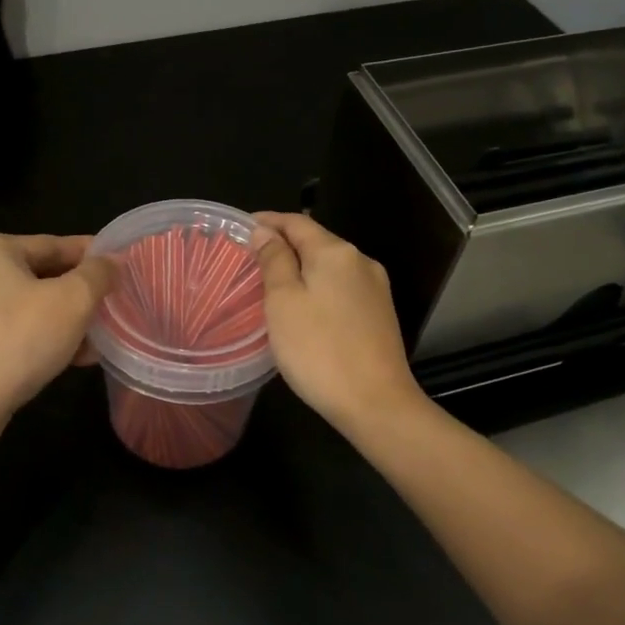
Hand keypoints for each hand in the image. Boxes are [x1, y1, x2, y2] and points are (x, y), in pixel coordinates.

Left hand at [0, 233, 116, 427]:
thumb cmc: (18, 341)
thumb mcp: (73, 302)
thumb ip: (98, 274)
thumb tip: (111, 261)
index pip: (51, 244)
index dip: (91, 256)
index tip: (118, 267)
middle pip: (35, 275)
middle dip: (75, 296)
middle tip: (108, 309)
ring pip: (21, 304)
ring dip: (58, 320)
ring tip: (93, 341)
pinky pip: (2, 327)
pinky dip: (33, 335)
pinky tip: (65, 357)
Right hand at [254, 211, 424, 433]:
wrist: (376, 403)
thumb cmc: (319, 350)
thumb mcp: (283, 302)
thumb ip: (274, 260)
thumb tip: (266, 231)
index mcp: (335, 252)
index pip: (296, 222)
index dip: (268, 221)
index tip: (243, 227)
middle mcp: (360, 261)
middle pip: (316, 242)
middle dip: (284, 244)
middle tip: (252, 258)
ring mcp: (375, 288)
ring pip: (330, 266)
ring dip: (302, 267)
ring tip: (273, 282)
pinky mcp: (380, 314)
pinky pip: (342, 288)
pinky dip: (318, 287)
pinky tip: (305, 306)